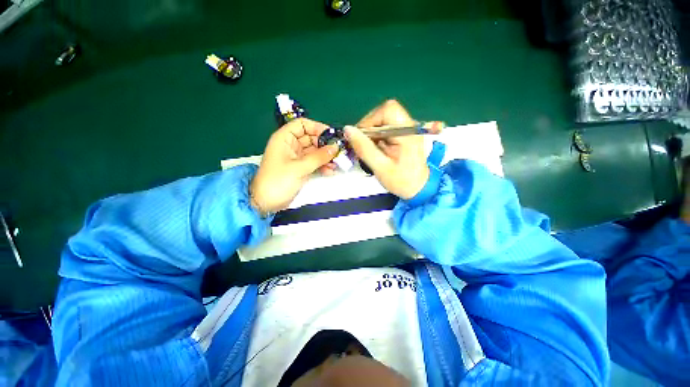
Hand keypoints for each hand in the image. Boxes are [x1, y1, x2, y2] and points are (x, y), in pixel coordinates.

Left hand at [250, 118, 338, 214]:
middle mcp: (291, 145)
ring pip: (315, 151)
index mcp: (285, 139)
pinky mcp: (301, 168)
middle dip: (325, 145)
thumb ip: (318, 157)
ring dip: (326, 157)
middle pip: (311, 138)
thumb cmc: (278, 181)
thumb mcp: (299, 168)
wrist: (267, 202)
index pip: (302, 125)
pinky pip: (315, 162)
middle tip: (338, 152)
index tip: (331, 136)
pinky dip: (322, 165)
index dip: (317, 127)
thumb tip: (335, 147)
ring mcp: (297, 158)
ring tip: (336, 163)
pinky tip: (330, 171)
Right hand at [344, 100, 429, 199]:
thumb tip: (347, 130)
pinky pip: (384, 128)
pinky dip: (375, 137)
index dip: (370, 120)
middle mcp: (409, 126)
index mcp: (407, 132)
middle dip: (369, 128)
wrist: (418, 188)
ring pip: (382, 120)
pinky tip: (375, 150)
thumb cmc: (401, 181)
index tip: (361, 137)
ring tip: (370, 150)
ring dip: (371, 134)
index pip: (388, 110)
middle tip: (364, 146)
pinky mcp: (402, 134)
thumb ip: (364, 148)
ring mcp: (406, 129)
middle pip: (383, 113)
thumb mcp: (380, 167)